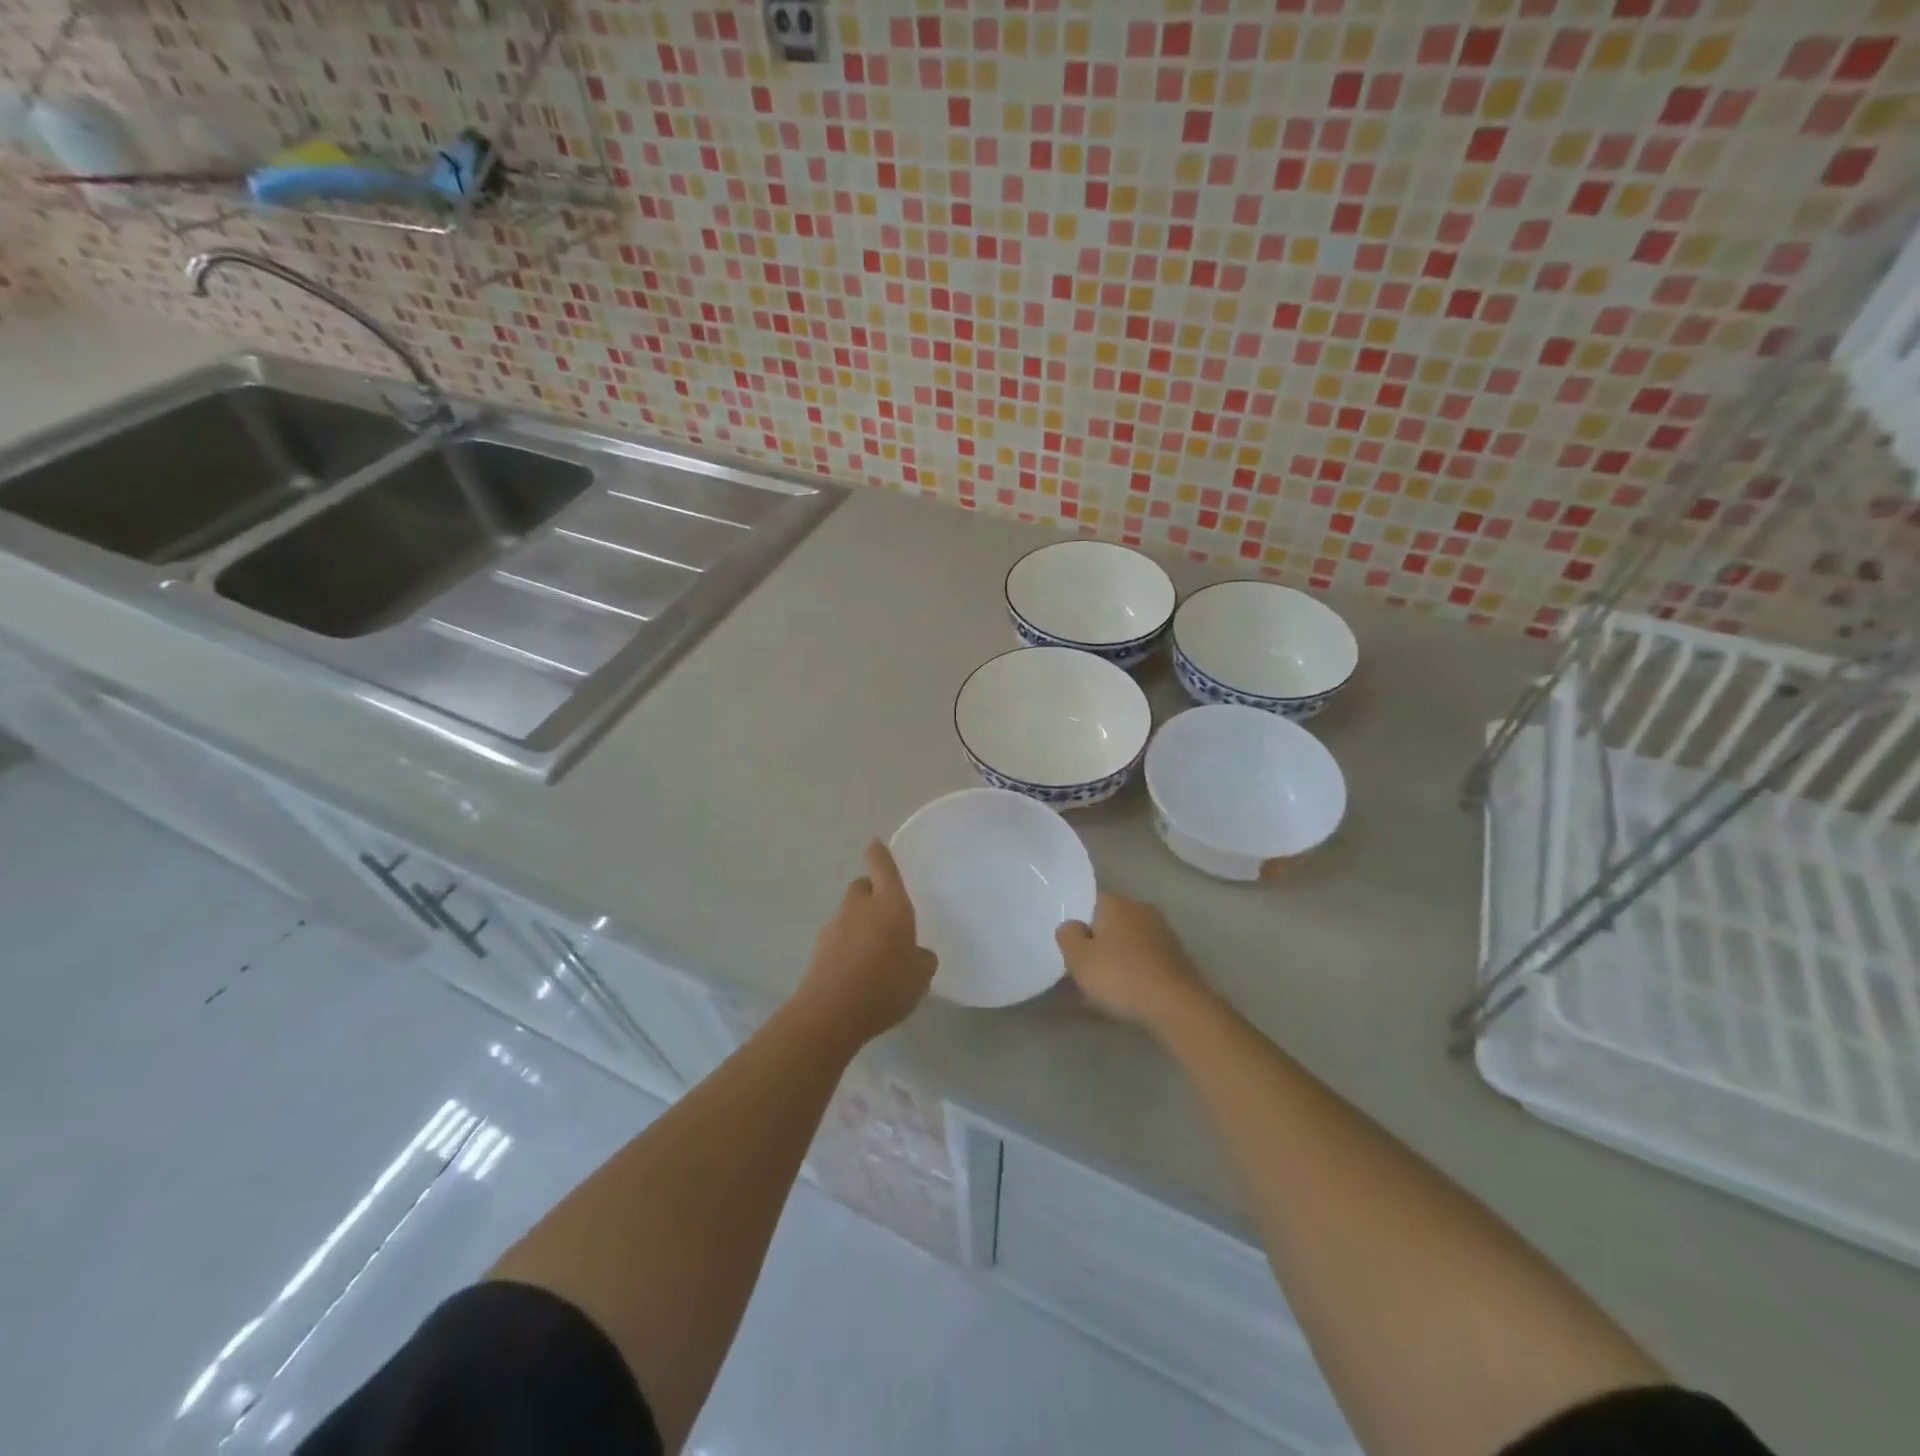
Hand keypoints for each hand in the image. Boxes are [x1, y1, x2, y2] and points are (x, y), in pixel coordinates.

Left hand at [795, 840, 936, 1045]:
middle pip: (862, 886)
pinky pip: (838, 937)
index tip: (875, 844)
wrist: (830, 1013)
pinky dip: (847, 944)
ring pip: (849, 912)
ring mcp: (835, 926)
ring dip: (859, 922)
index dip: (879, 853)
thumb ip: (922, 958)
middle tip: (886, 914)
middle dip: (872, 893)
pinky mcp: (819, 949)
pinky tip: (857, 969)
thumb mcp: (921, 975)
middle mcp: (859, 906)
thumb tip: (917, 953)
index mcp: (890, 903)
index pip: (882, 866)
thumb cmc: (885, 985)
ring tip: (874, 950)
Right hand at [1056, 892, 1207, 1030]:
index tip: (1069, 946)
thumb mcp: (1078, 958)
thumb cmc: (1120, 976)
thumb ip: (1068, 935)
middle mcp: (1141, 909)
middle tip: (1083, 967)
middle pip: (1110, 921)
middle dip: (1097, 940)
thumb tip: (1072, 926)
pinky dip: (1135, 970)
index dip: (1077, 922)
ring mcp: (1163, 932)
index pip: (1090, 901)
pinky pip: (1145, 959)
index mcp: (1116, 903)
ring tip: (1103, 985)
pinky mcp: (1177, 956)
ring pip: (1129, 941)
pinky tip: (1127, 992)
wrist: (1176, 1005)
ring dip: (1117, 957)